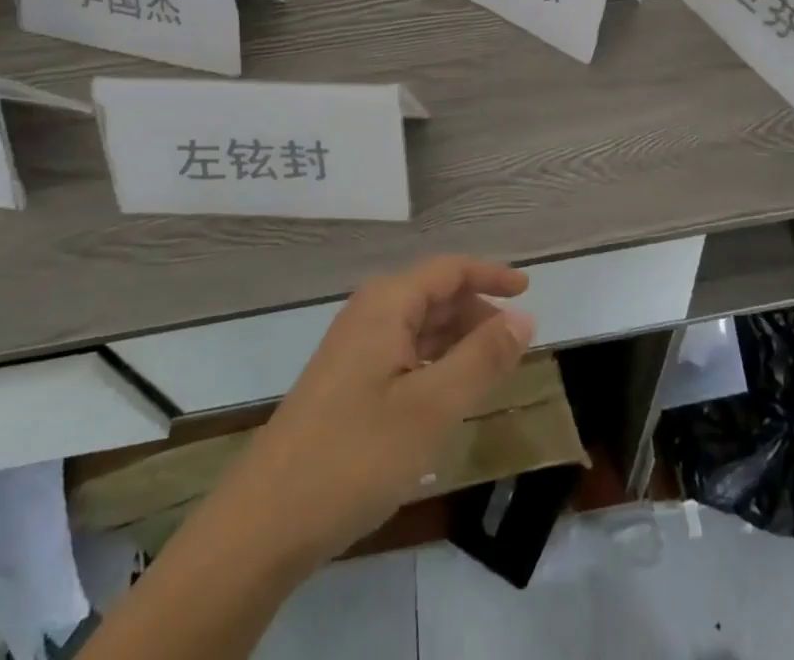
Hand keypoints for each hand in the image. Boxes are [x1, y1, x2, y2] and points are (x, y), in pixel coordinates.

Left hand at [211, 255, 534, 568]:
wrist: (264, 523)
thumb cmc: (356, 455)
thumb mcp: (432, 407)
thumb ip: (482, 358)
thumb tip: (524, 317)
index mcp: (387, 304)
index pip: (449, 269)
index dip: (491, 274)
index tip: (528, 288)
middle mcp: (369, 314)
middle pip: (434, 295)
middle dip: (477, 311)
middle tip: (515, 341)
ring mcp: (353, 350)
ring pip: (418, 328)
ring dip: (457, 340)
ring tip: (492, 369)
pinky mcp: (346, 384)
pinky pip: (402, 355)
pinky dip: (434, 364)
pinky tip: (448, 395)